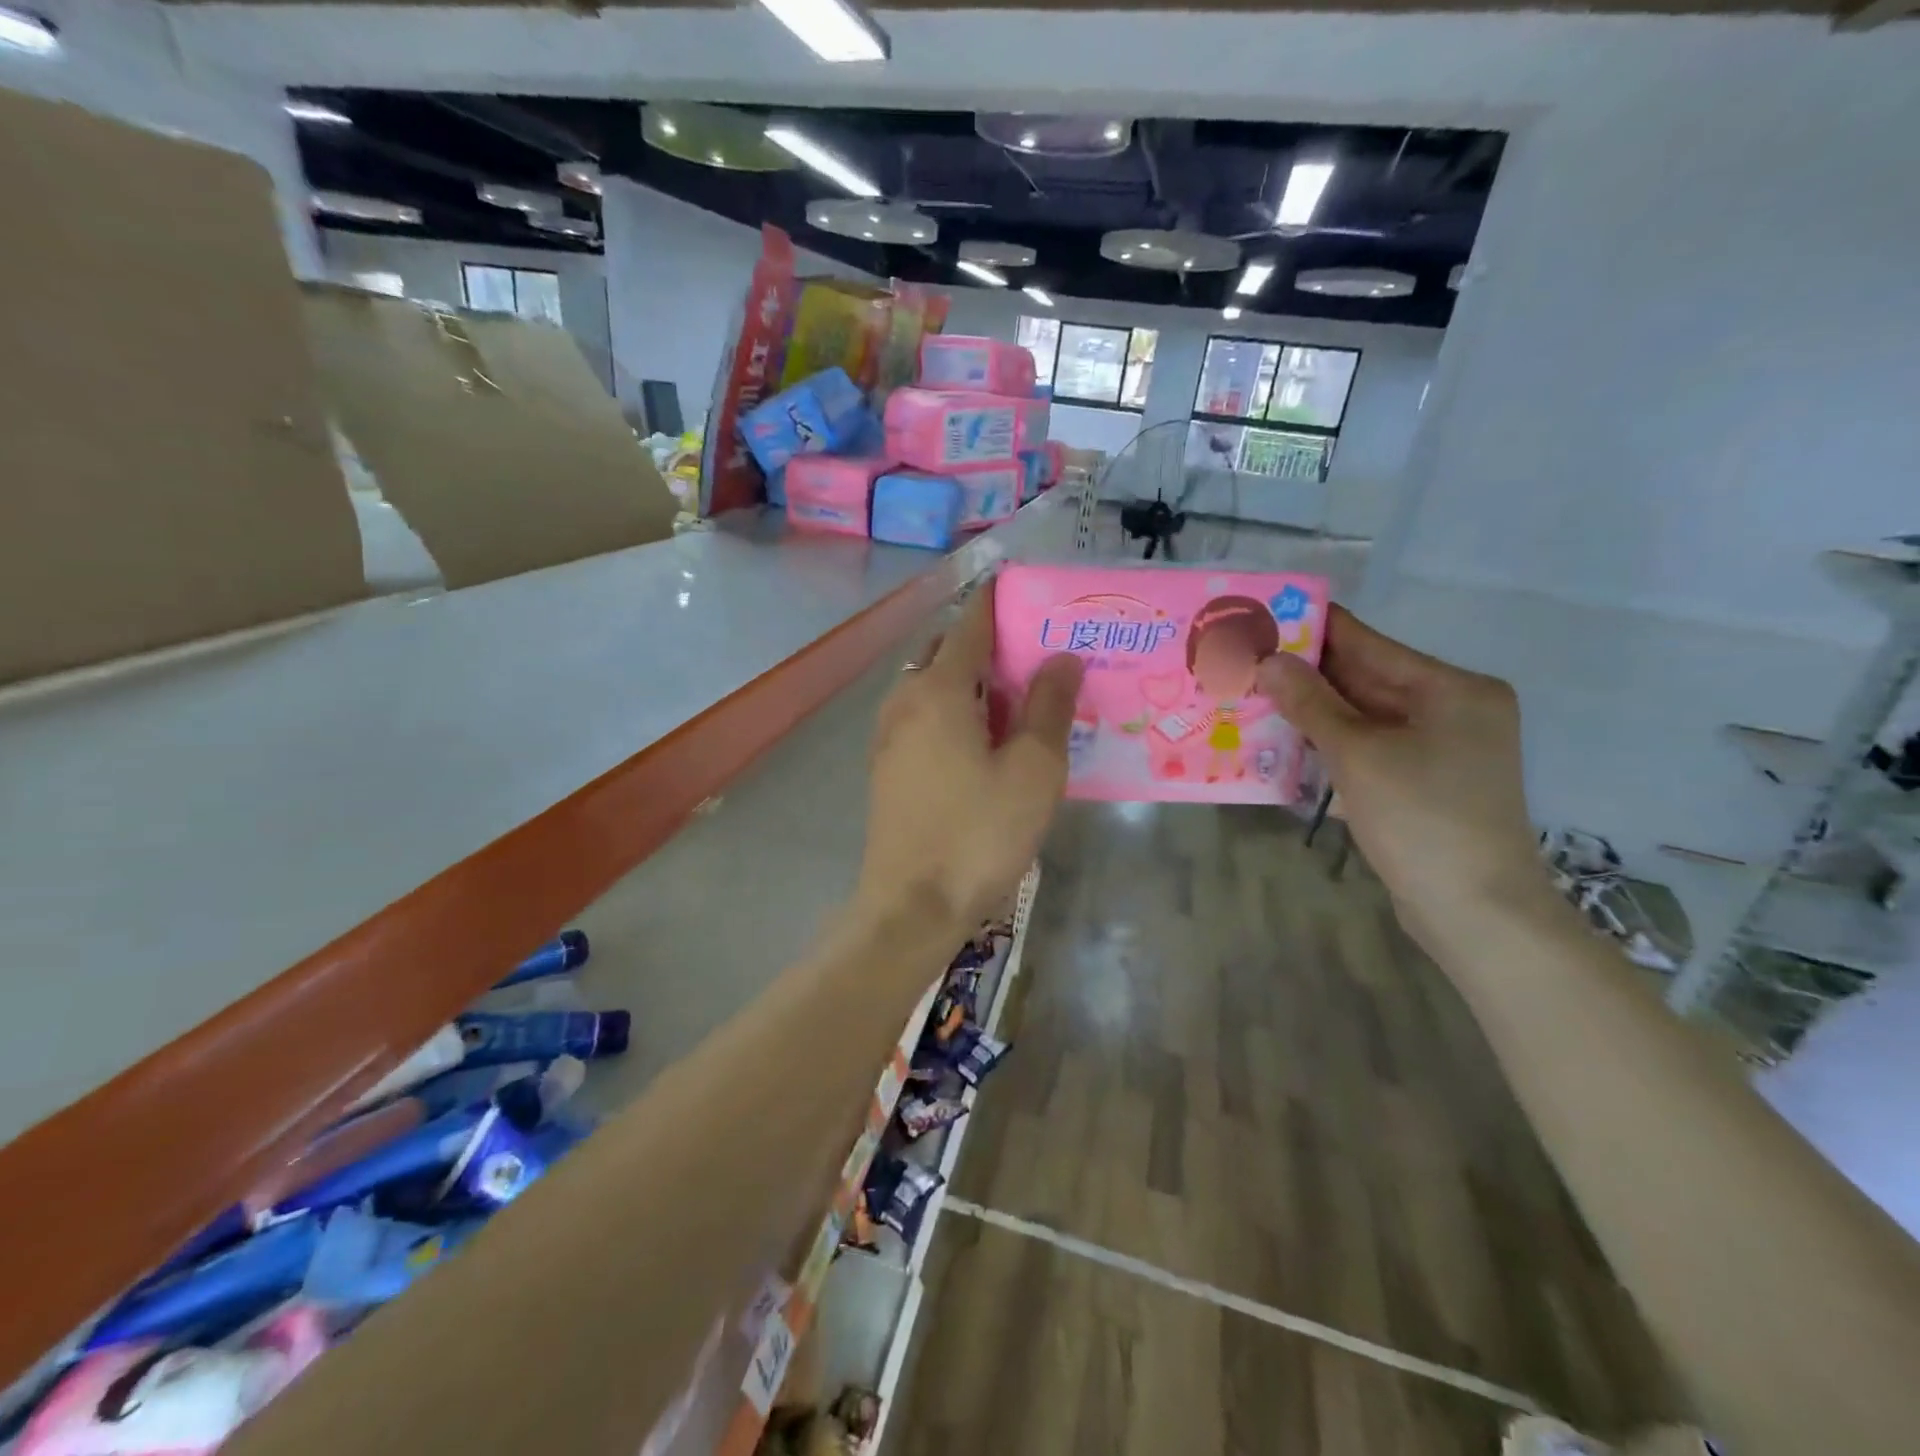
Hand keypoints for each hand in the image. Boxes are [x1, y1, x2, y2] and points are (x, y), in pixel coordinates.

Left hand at [857, 577, 1084, 933]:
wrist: (910, 907)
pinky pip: (922, 716)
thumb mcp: (1033, 770)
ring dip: (969, 679)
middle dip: (986, 641)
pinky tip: (984, 738)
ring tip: (1016, 695)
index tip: (1026, 588)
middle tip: (1034, 652)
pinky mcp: (886, 766)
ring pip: (931, 685)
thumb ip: (1049, 706)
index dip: (998, 600)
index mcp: (938, 689)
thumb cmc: (978, 834)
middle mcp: (904, 700)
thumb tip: (1062, 657)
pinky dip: (952, 709)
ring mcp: (888, 734)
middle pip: (946, 650)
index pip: (970, 623)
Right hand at [1259, 605, 1546, 950]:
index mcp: (1451, 688)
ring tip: (1251, 693)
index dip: (1311, 629)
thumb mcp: (1359, 755)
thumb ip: (1311, 703)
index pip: (1367, 643)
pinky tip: (1284, 737)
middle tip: (1243, 658)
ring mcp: (1440, 746)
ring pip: (1362, 714)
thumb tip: (1267, 660)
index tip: (1260, 618)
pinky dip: (1330, 740)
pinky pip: (1368, 745)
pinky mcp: (1424, 780)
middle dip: (1304, 672)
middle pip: (1365, 677)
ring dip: (1311, 708)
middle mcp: (1451, 707)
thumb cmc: (1422, 820)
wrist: (1476, 911)